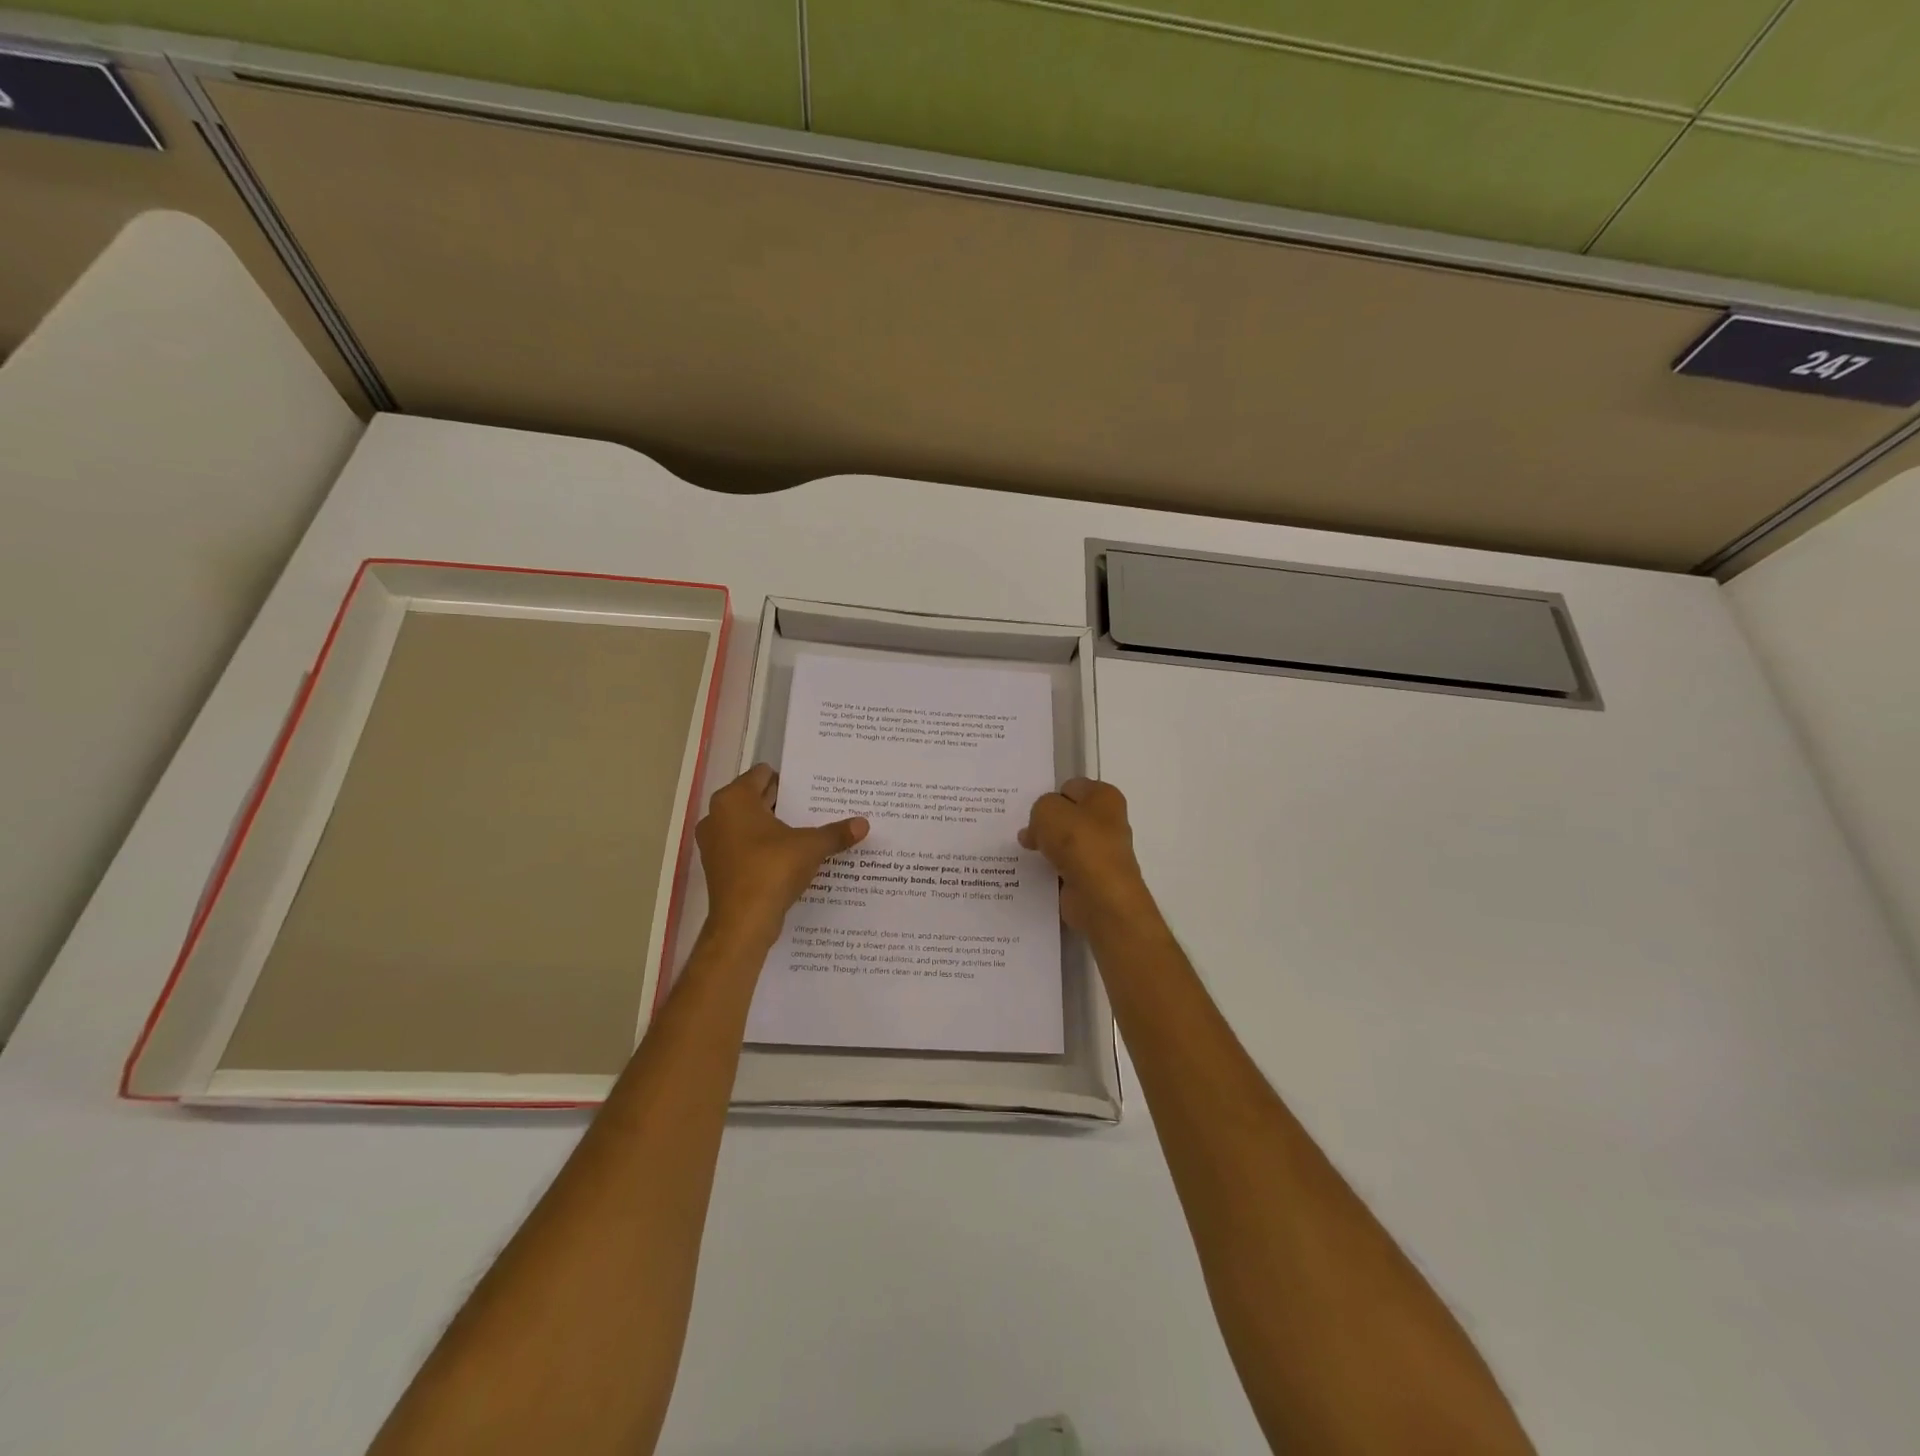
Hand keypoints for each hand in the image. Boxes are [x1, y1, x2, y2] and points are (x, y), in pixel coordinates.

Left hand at [696, 765, 866, 949]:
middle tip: (816, 808)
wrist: (743, 923)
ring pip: (749, 825)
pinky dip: (764, 849)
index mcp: (734, 800)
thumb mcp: (811, 847)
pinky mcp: (718, 868)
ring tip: (807, 832)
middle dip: (785, 804)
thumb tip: (864, 824)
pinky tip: (790, 857)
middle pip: (756, 799)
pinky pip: (745, 847)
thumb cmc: (772, 870)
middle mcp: (717, 816)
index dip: (790, 780)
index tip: (813, 789)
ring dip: (774, 828)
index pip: (762, 775)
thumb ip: (836, 833)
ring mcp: (714, 843)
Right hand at [1019, 778, 1158, 935]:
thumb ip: (1039, 809)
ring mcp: (1100, 852)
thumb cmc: (1078, 843)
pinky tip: (1034, 872)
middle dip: (1046, 824)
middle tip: (1024, 832)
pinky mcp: (1091, 878)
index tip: (1032, 811)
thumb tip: (1038, 829)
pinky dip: (1050, 870)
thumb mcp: (1048, 810)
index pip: (1070, 787)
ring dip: (1046, 848)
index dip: (1050, 797)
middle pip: (1067, 816)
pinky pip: (1064, 867)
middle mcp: (1107, 821)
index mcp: (1104, 797)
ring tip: (1024, 851)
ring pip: (1064, 843)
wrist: (1099, 896)